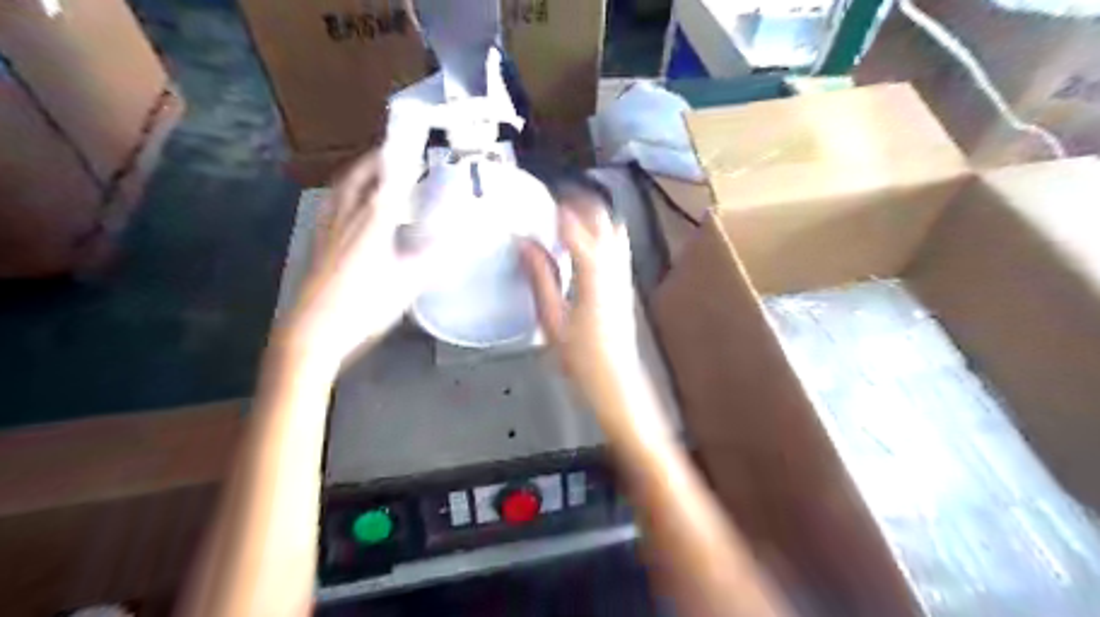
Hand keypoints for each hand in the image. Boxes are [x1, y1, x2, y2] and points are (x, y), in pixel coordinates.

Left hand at [279, 151, 435, 369]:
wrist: (314, 329)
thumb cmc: (365, 305)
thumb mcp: (408, 282)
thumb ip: (431, 257)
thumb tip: (455, 239)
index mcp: (373, 221)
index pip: (390, 180)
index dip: (402, 161)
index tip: (414, 146)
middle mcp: (348, 216)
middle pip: (359, 176)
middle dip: (376, 159)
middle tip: (391, 151)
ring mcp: (328, 228)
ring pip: (341, 188)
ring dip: (357, 173)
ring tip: (370, 171)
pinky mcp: (317, 242)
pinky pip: (331, 204)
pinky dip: (343, 193)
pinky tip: (347, 205)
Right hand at [521, 192, 641, 404]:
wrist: (616, 379)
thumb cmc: (580, 356)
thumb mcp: (551, 318)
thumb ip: (540, 277)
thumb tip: (525, 243)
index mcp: (593, 274)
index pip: (577, 227)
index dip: (558, 209)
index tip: (540, 198)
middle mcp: (614, 266)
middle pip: (602, 219)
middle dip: (580, 202)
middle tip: (553, 201)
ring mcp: (624, 273)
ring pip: (614, 228)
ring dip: (593, 215)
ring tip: (568, 215)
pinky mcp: (626, 282)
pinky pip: (618, 244)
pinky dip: (601, 231)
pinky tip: (585, 241)